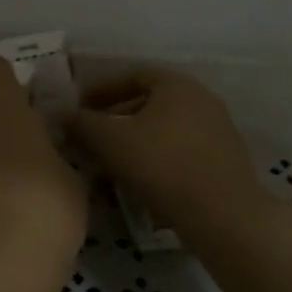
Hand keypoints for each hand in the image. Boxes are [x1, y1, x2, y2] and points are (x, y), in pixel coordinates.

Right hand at [68, 69, 272, 241]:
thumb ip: (84, 124)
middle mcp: (201, 99)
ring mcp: (218, 130)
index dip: (101, 90)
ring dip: (137, 140)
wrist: (223, 216)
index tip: (80, 109)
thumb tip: (66, 115)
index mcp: (176, 84)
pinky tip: (140, 181)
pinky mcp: (225, 161)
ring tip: (111, 162)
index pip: (132, 75)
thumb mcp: (111, 141)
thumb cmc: (162, 166)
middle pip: (150, 102)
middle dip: (117, 117)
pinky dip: (158, 158)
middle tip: (92, 136)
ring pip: (165, 128)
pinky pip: (181, 151)